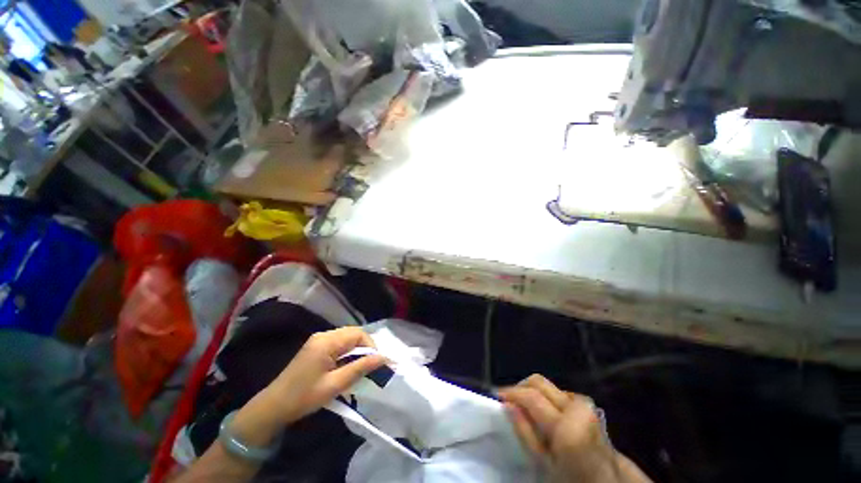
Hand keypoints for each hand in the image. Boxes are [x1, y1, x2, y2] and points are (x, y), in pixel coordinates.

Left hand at [226, 327, 384, 450]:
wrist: (273, 407)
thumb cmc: (304, 397)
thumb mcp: (335, 385)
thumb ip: (360, 368)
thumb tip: (384, 358)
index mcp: (327, 341)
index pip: (358, 334)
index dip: (371, 346)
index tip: (378, 364)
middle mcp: (324, 335)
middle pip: (354, 333)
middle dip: (366, 348)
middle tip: (372, 366)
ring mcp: (319, 340)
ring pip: (347, 338)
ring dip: (358, 350)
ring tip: (362, 367)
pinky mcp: (316, 346)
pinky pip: (339, 343)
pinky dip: (348, 352)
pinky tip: (348, 366)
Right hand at [498, 375, 650, 482]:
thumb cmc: (574, 479)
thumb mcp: (545, 465)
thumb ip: (526, 433)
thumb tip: (508, 405)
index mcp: (567, 423)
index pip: (531, 395)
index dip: (511, 392)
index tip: (496, 396)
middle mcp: (576, 406)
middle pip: (539, 381)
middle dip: (521, 387)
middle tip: (509, 401)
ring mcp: (584, 405)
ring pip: (549, 386)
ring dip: (534, 393)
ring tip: (525, 409)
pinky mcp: (587, 407)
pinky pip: (559, 393)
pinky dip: (547, 398)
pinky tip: (544, 414)